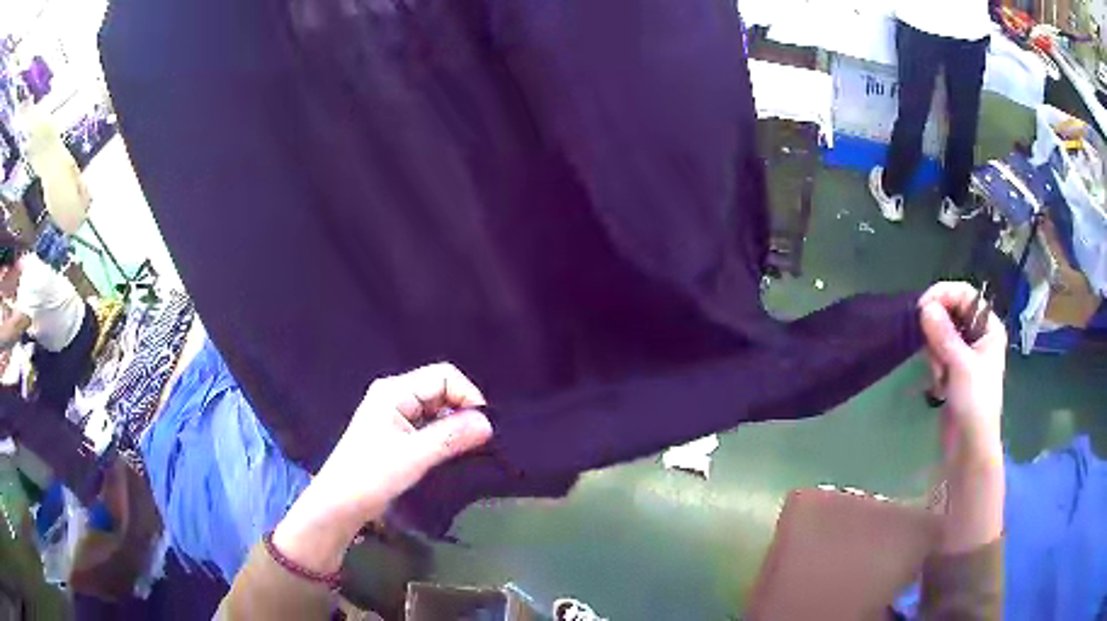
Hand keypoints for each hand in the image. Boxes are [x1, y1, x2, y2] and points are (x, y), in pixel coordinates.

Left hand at [273, 363, 492, 574]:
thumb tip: (488, 423)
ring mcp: (395, 414)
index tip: (484, 427)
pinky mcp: (397, 433)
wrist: (339, 504)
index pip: (444, 376)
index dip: (468, 395)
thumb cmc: (371, 476)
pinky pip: (429, 424)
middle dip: (463, 410)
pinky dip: (444, 435)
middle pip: (441, 389)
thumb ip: (451, 437)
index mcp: (394, 391)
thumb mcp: (413, 457)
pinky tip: (451, 453)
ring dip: (454, 425)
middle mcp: (396, 395)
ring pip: (437, 409)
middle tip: (480, 441)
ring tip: (467, 449)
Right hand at [918, 282, 1006, 460]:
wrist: (969, 448)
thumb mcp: (960, 366)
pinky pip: (938, 353)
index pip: (965, 294)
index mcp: (989, 327)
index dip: (944, 295)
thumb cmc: (974, 404)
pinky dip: (934, 365)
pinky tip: (938, 384)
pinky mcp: (954, 370)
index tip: (922, 307)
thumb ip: (943, 334)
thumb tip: (924, 306)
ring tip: (939, 375)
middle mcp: (979, 335)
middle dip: (938, 330)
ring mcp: (966, 353)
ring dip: (935, 351)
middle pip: (952, 311)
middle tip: (931, 350)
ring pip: (942, 333)